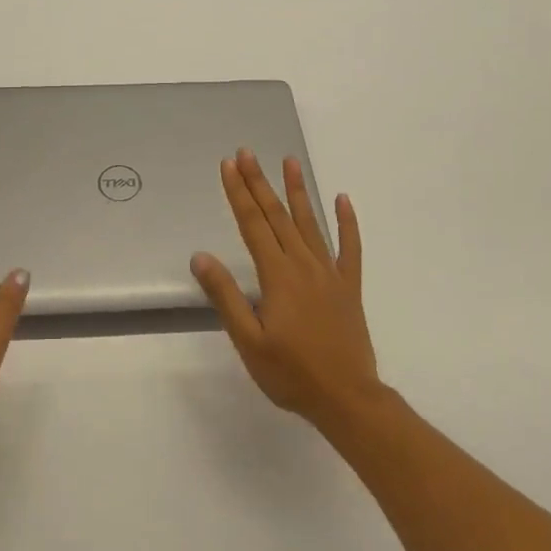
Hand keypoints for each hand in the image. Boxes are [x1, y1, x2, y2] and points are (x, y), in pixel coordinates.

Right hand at [191, 150, 382, 432]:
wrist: (348, 398)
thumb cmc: (292, 373)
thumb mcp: (248, 341)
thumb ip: (225, 296)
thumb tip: (200, 257)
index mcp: (277, 275)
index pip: (252, 224)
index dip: (238, 193)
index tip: (228, 165)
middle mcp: (303, 264)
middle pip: (277, 216)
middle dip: (259, 182)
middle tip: (247, 152)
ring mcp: (329, 273)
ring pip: (311, 223)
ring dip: (298, 191)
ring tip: (289, 161)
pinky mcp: (349, 286)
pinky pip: (350, 247)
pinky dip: (347, 222)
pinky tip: (343, 200)